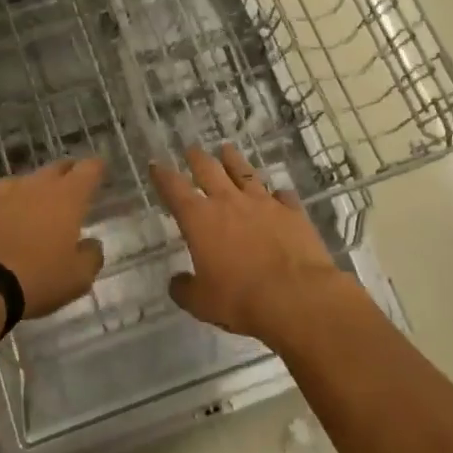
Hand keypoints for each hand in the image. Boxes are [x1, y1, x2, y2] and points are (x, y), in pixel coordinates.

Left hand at [0, 159, 106, 317]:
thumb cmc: (37, 280)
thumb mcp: (77, 279)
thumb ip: (91, 256)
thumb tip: (91, 243)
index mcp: (68, 198)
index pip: (90, 168)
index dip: (96, 169)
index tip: (98, 172)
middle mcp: (38, 184)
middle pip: (57, 168)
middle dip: (64, 176)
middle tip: (66, 195)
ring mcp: (3, 187)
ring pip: (23, 183)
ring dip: (29, 195)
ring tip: (25, 219)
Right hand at [151, 144, 340, 340]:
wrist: (297, 297)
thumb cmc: (241, 300)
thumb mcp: (202, 303)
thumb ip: (185, 289)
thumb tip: (177, 282)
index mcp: (200, 219)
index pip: (174, 189)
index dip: (163, 175)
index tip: (156, 164)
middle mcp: (229, 202)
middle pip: (209, 170)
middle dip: (197, 158)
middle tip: (192, 149)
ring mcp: (263, 203)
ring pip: (244, 173)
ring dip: (233, 160)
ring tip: (227, 149)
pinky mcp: (292, 212)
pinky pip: (283, 196)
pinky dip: (278, 194)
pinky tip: (279, 193)